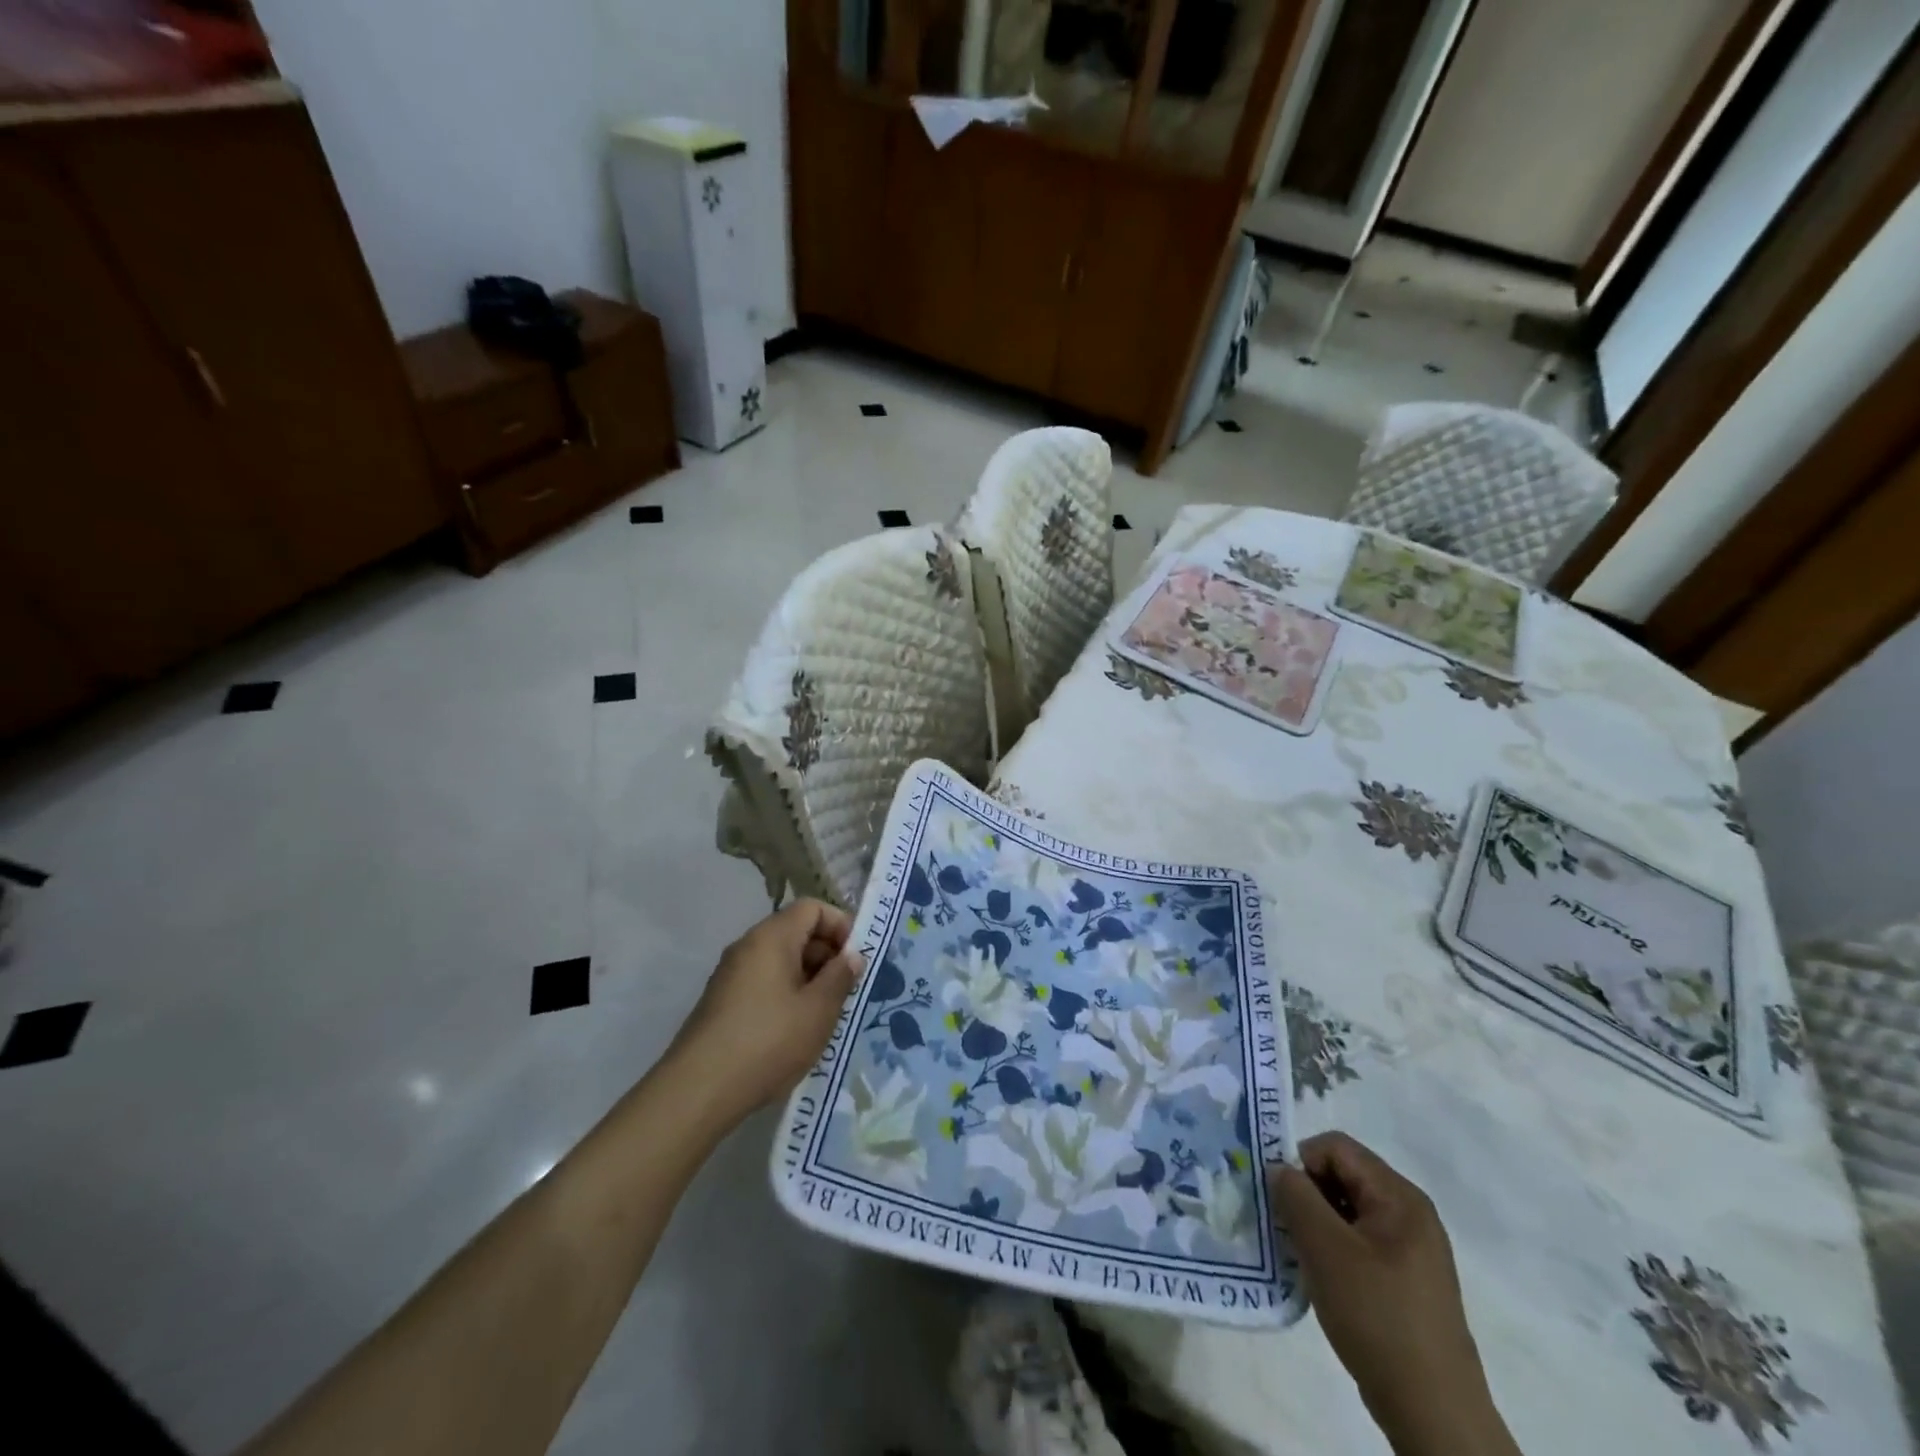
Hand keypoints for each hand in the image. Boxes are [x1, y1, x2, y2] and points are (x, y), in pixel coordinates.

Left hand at [668, 900, 861, 1125]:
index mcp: (771, 937)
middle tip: (846, 990)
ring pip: (780, 959)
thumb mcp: (818, 1011)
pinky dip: (786, 994)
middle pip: (795, 931)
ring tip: (825, 1014)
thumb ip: (840, 977)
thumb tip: (852, 956)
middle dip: (826, 954)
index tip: (856, 960)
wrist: (698, 1090)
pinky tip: (796, 1030)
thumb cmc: (767, 1042)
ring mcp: (731, 974)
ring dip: (808, 978)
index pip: (812, 908)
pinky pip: (764, 981)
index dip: (840, 925)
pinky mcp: (722, 1001)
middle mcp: (748, 946)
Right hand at [1270, 1133, 1517, 1455]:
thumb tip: (1279, 1169)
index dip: (1300, 1162)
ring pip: (1347, 1210)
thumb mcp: (1325, 1249)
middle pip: (1343, 1175)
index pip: (1336, 1147)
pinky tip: (1322, 1278)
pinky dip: (1333, 1249)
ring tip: (1300, 1255)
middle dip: (1307, 1193)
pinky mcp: (1406, 1280)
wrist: (1433, 1412)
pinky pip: (1359, 1241)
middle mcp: (1410, 1213)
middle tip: (1285, 1226)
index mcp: (1399, 1196)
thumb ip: (1296, 1196)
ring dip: (1317, 1223)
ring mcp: (1411, 1249)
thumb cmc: (1378, 1317)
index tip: (1281, 1199)